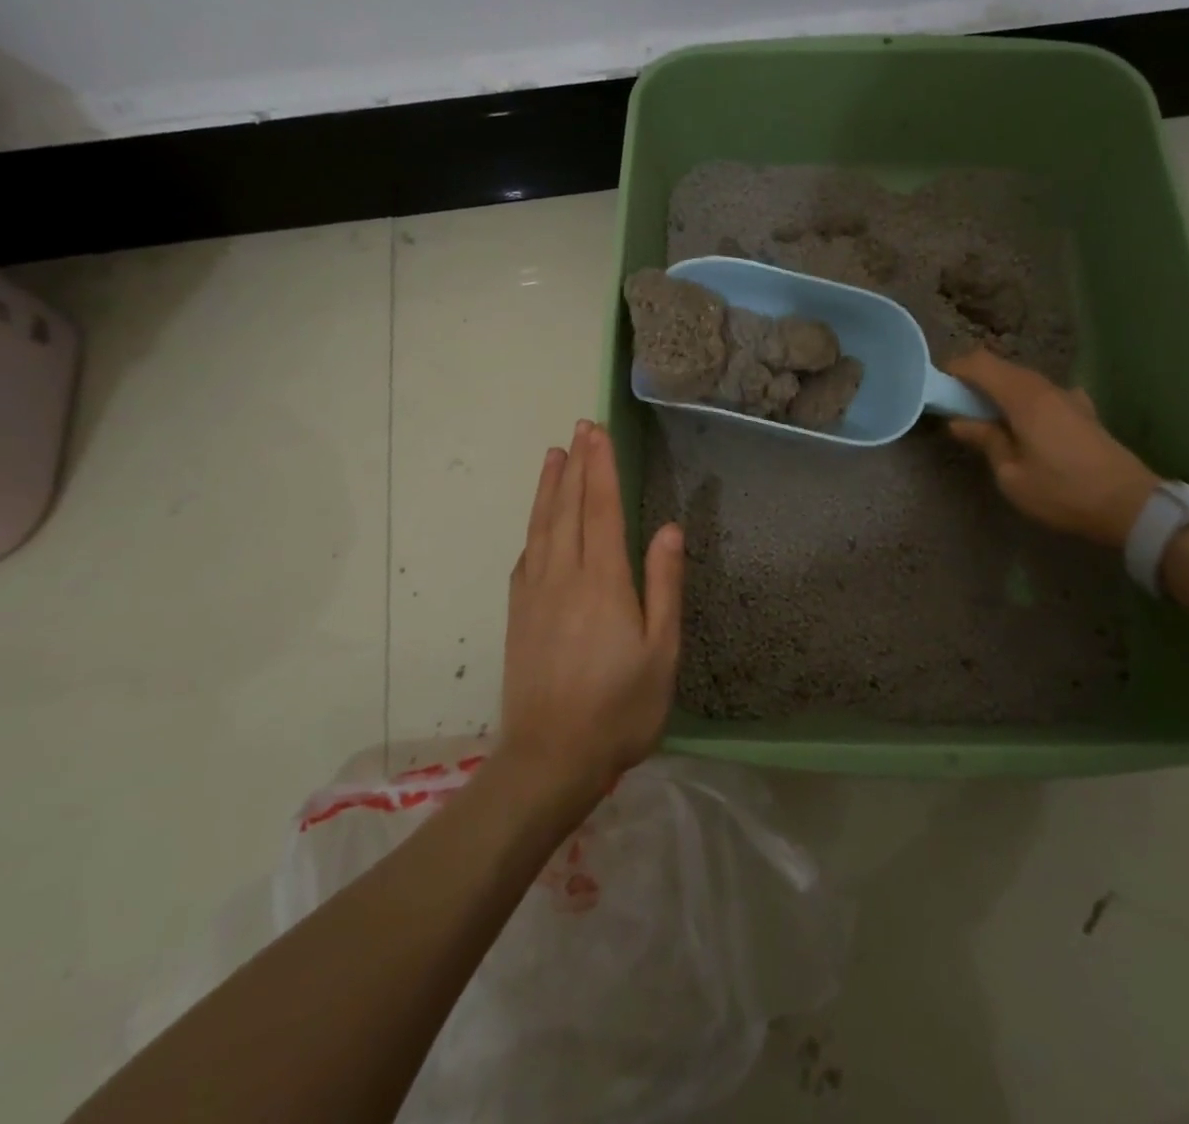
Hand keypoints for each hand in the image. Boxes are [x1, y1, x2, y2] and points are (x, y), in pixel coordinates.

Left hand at [502, 420, 683, 806]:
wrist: (550, 759)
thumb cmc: (620, 708)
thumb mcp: (661, 651)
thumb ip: (664, 585)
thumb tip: (670, 528)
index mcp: (603, 581)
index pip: (602, 509)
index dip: (601, 467)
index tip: (598, 432)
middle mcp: (565, 576)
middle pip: (569, 508)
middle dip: (577, 465)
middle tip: (579, 427)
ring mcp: (535, 594)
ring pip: (541, 526)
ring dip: (549, 488)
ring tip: (554, 455)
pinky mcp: (518, 615)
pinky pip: (525, 557)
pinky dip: (532, 528)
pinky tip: (535, 523)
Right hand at [945, 349, 1158, 547]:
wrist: (1130, 506)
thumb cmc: (1062, 492)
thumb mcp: (1012, 474)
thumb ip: (986, 440)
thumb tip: (960, 422)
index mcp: (1024, 398)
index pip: (980, 363)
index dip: (954, 369)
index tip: (937, 387)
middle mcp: (1046, 388)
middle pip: (1002, 368)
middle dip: (974, 380)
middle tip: (955, 407)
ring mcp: (1068, 398)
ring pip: (1023, 381)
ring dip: (999, 391)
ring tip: (985, 420)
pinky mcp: (1082, 412)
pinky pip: (1042, 394)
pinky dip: (1022, 401)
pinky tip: (1024, 426)